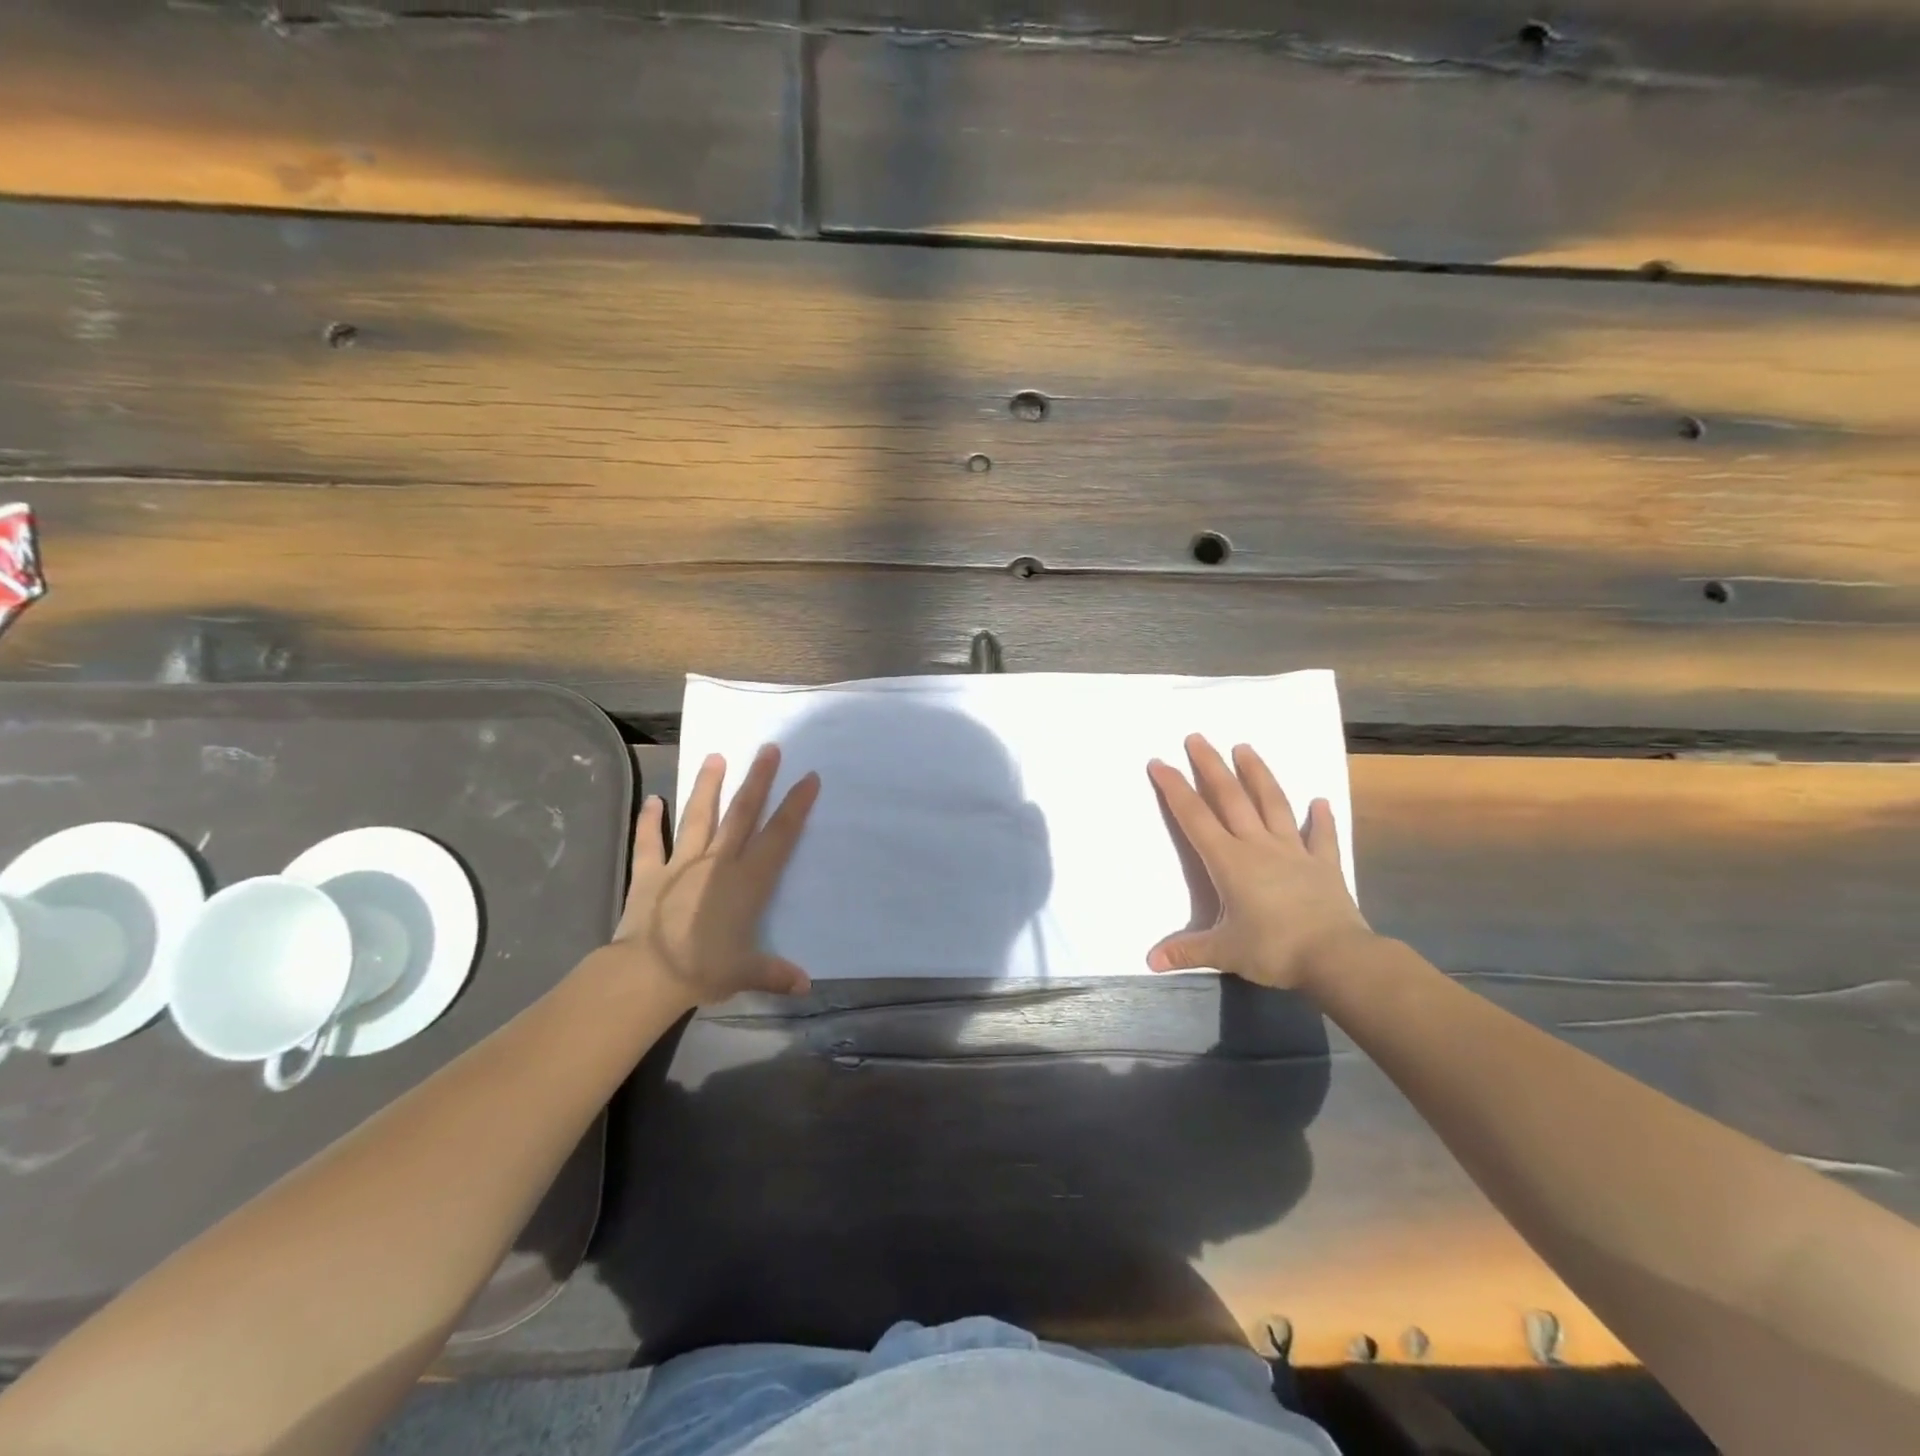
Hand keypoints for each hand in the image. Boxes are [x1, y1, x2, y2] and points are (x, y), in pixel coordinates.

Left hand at [611, 745, 818, 1005]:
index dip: (796, 806)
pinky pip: (650, 842)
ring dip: (707, 786)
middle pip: (742, 814)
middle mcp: (718, 862)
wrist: (646, 975)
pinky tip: (652, 800)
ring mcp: (681, 863)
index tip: (809, 778)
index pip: (779, 836)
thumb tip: (806, 986)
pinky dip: (649, 821)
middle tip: (768, 749)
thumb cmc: (703, 970)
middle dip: (758, 780)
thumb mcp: (746, 973)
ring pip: (699, 817)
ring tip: (715, 757)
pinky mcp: (649, 873)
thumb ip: (776, 973)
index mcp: (748, 881)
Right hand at [1146, 734, 1370, 990]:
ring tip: (1245, 747)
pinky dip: (1321, 818)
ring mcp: (1294, 851)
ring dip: (1258, 774)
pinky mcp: (1323, 864)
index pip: (1194, 817)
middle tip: (1197, 737)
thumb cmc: (1274, 949)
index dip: (1174, 789)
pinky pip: (1321, 836)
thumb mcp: (1224, 952)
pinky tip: (1321, 801)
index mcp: (1229, 861)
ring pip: (1273, 804)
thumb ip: (1187, 951)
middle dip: (1210, 766)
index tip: (1159, 762)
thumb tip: (1150, 961)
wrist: (1336, 957)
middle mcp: (1258, 846)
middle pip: (1230, 798)